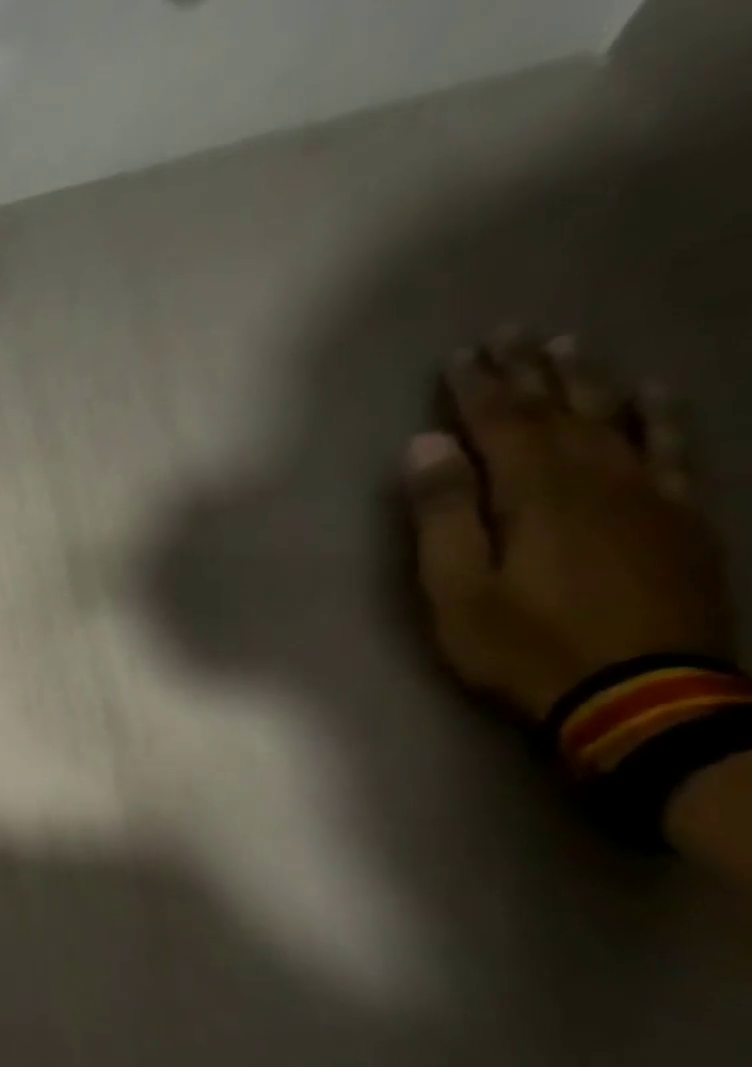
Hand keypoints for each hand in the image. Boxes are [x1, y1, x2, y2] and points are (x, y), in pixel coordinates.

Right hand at [405, 331, 734, 720]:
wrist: (640, 695)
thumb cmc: (524, 646)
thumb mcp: (457, 589)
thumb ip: (443, 515)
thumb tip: (425, 447)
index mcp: (535, 494)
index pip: (501, 425)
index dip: (477, 390)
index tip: (460, 356)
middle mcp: (597, 478)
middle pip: (560, 412)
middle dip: (531, 373)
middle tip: (513, 334)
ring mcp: (648, 496)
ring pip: (616, 420)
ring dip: (589, 383)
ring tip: (571, 348)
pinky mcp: (678, 520)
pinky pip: (672, 451)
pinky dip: (660, 417)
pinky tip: (653, 396)